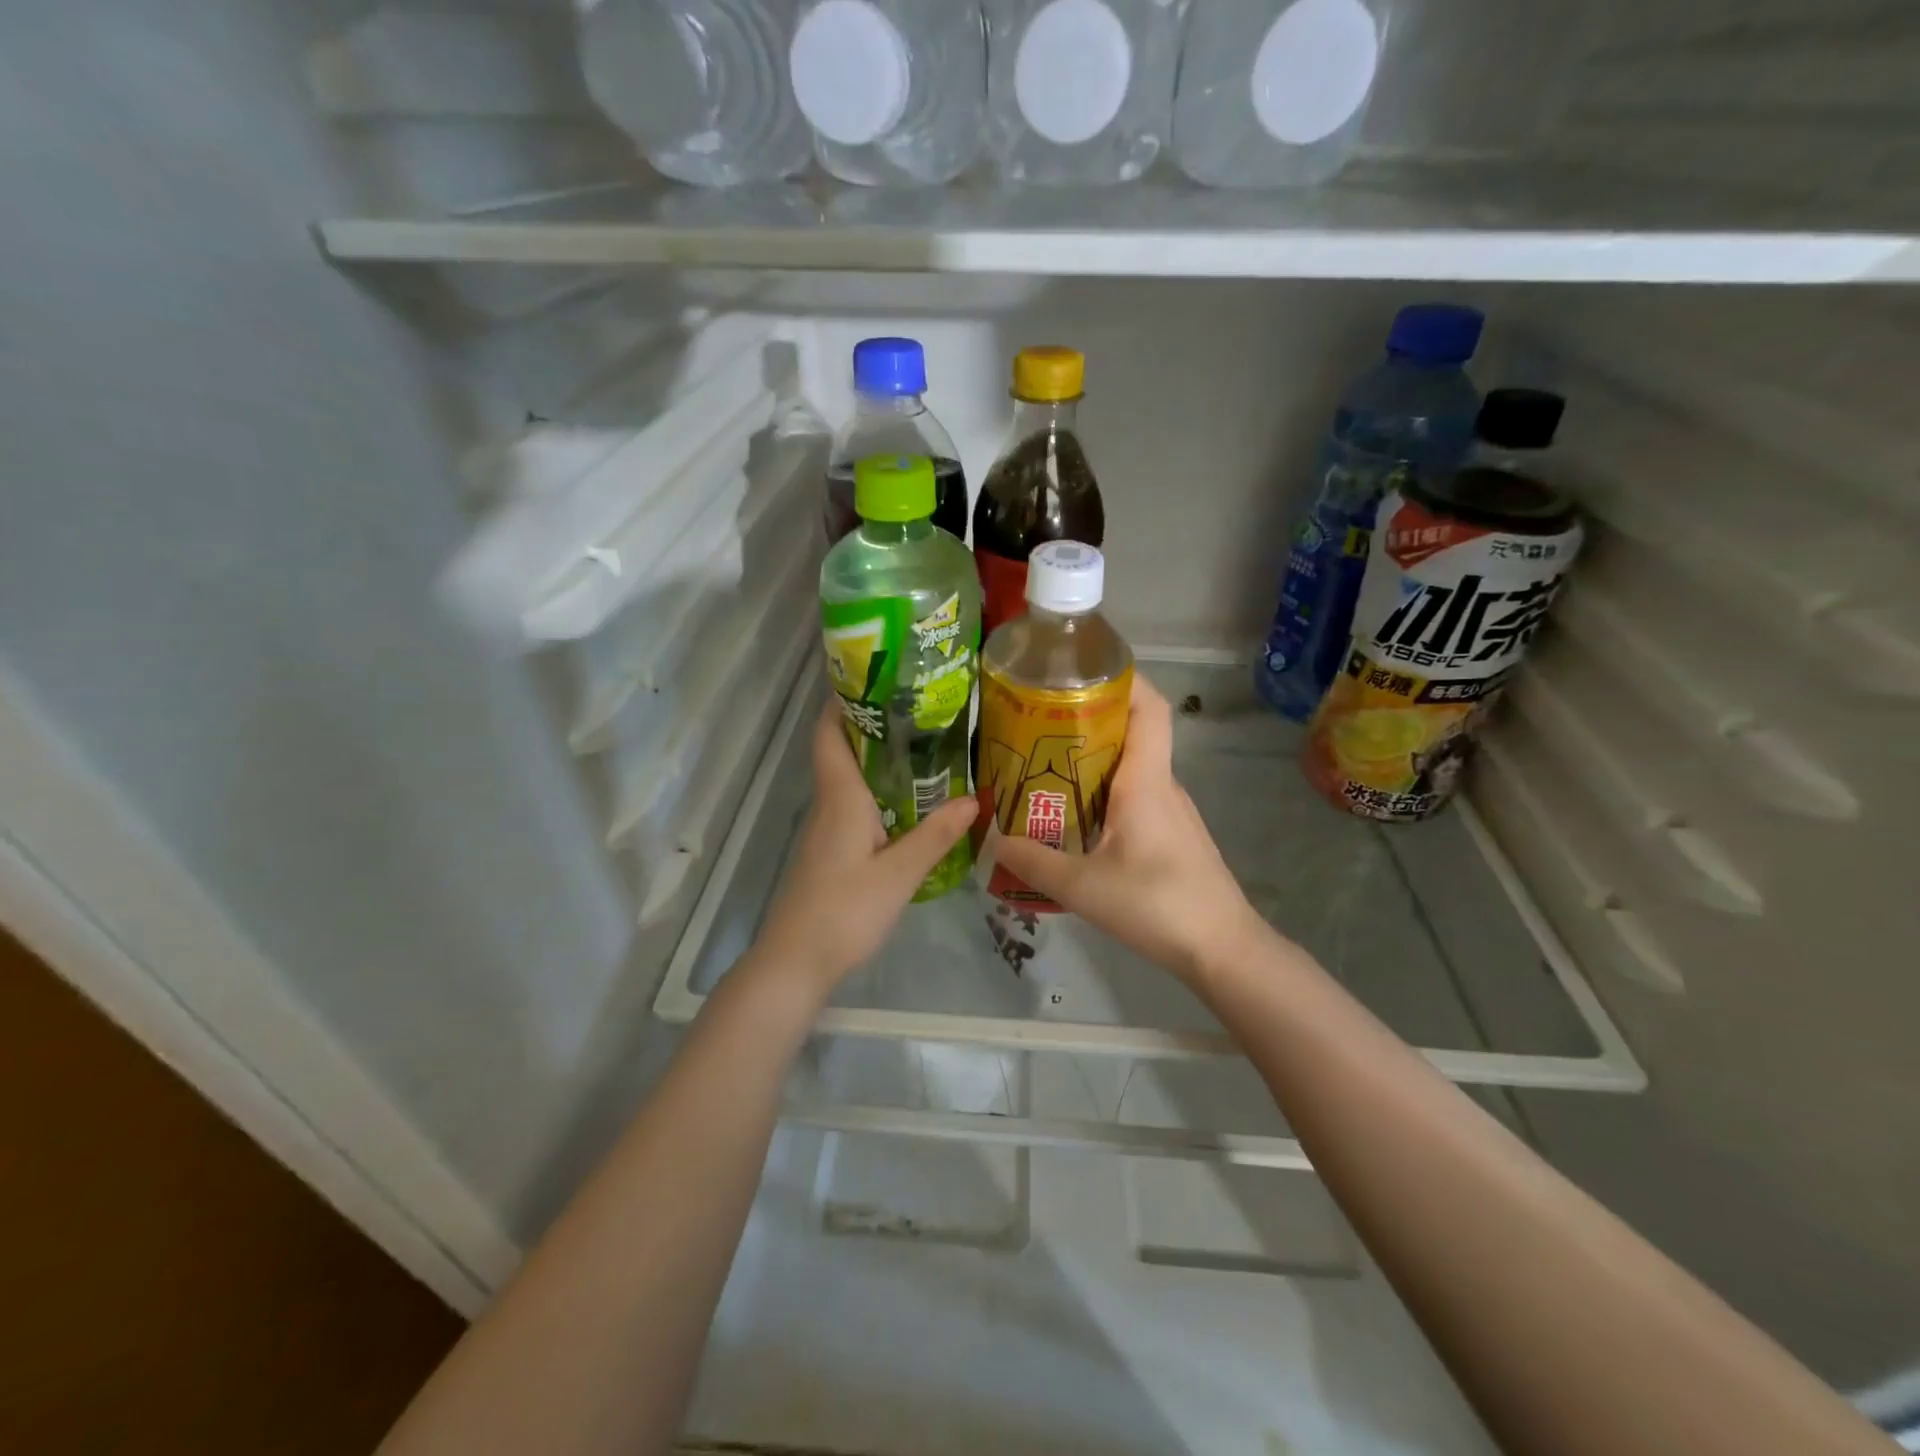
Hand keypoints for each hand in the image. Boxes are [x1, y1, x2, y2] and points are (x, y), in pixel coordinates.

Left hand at [754, 700, 975, 994]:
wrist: (795, 962)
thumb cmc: (844, 911)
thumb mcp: (900, 873)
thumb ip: (936, 835)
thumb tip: (973, 797)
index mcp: (841, 797)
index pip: (830, 734)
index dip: (842, 701)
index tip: (874, 677)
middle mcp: (829, 805)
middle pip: (842, 750)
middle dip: (873, 725)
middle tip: (919, 708)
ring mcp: (827, 830)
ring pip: (850, 780)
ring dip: (878, 760)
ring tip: (924, 747)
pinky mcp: (830, 852)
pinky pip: (854, 806)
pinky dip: (879, 792)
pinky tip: (909, 803)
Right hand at [992, 677, 1274, 985]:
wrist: (1223, 950)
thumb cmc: (1157, 905)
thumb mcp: (1083, 887)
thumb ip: (1034, 862)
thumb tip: (994, 839)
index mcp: (1146, 781)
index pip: (1148, 707)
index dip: (1121, 678)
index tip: (1079, 671)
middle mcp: (1162, 785)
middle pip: (1131, 731)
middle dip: (1086, 718)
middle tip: (1036, 723)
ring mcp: (1170, 810)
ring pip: (1130, 766)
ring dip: (1091, 758)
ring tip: (1042, 767)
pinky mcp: (1171, 834)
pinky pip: (1134, 795)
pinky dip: (1103, 790)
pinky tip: (1073, 815)